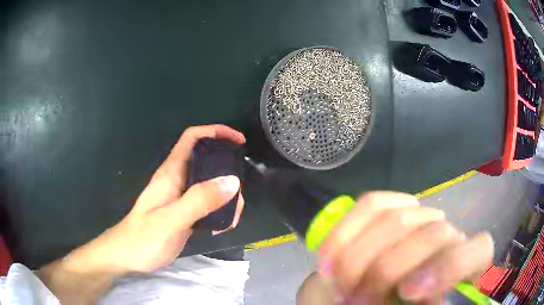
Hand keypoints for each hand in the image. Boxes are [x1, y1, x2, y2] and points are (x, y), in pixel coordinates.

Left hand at [37, 125, 245, 303]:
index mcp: (171, 173)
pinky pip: (207, 203)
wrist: (127, 257)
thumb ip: (199, 200)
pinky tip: (221, 226)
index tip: (238, 141)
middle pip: (207, 162)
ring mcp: (181, 197)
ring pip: (210, 185)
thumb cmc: (142, 238)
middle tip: (238, 196)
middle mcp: (177, 180)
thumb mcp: (171, 220)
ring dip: (226, 197)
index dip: (216, 132)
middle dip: (228, 174)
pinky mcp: (184, 213)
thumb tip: (232, 181)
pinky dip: (219, 210)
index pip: (193, 138)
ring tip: (231, 218)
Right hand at [297, 191, 493, 303]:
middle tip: (353, 300)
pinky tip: (327, 257)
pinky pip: (370, 205)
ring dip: (359, 258)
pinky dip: (345, 233)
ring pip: (396, 220)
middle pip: (431, 235)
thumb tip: (400, 297)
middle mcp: (448, 234)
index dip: (448, 268)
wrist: (379, 290)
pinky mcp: (393, 206)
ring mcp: (421, 216)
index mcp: (464, 263)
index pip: (477, 251)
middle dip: (384, 272)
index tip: (408, 292)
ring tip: (337, 285)